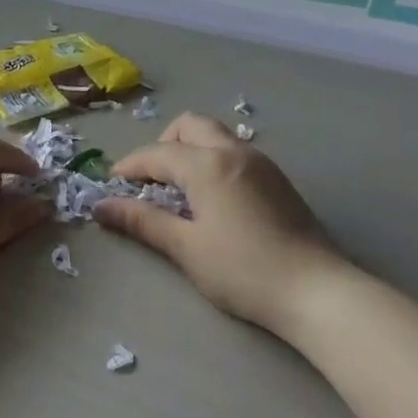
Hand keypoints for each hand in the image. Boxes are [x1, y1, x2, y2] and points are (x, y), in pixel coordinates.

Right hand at [94, 113, 360, 337]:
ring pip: (215, 135)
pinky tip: (211, 198)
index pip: (157, 153)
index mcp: (208, 165)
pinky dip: (212, 160)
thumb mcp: (186, 248)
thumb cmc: (243, 271)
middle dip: (163, 144)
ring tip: (178, 190)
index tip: (112, 185)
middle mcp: (234, 151)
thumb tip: (101, 206)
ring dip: (189, 150)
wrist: (317, 292)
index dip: (130, 167)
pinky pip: (234, 152)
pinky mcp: (277, 179)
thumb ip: (142, 221)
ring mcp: (261, 162)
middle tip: (150, 179)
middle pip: (189, 126)